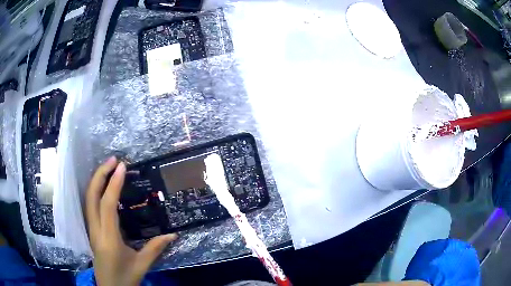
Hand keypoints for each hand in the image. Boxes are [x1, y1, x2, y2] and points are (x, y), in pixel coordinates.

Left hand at [86, 157, 176, 285]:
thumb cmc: (125, 278)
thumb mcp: (142, 265)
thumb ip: (156, 248)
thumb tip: (173, 234)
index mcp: (108, 238)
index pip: (108, 205)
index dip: (114, 184)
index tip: (122, 166)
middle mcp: (96, 230)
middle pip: (92, 196)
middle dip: (100, 175)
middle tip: (113, 160)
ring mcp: (91, 230)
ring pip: (88, 199)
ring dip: (96, 181)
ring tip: (108, 168)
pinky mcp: (91, 231)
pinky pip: (90, 206)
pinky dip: (95, 191)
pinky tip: (102, 187)